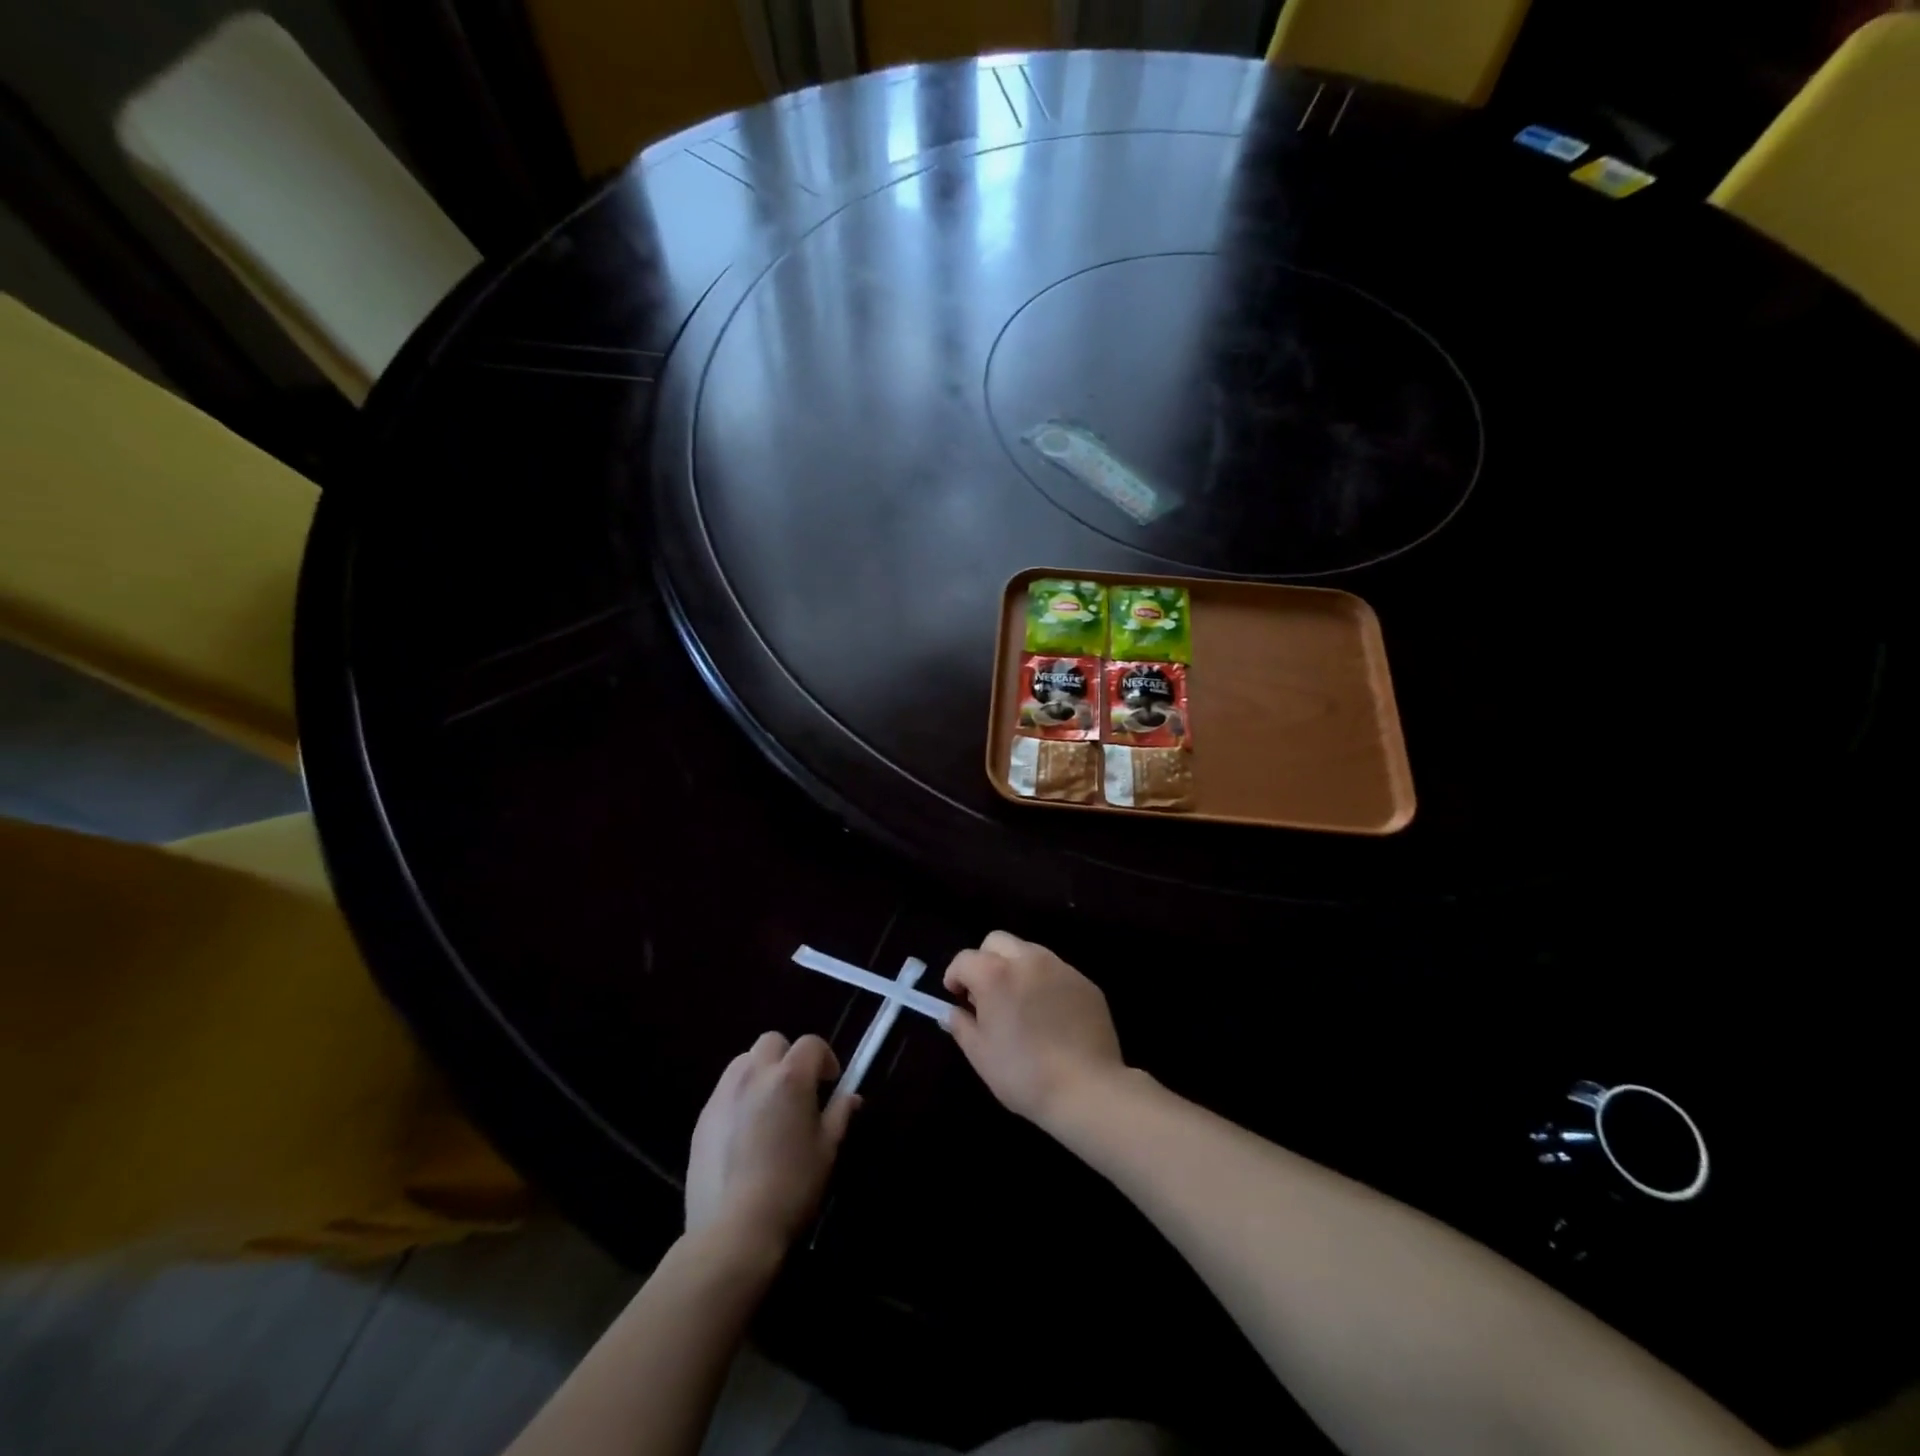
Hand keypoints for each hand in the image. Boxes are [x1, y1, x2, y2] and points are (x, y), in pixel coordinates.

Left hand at [685, 1033, 857, 1257]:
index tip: (830, 1083)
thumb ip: (839, 1115)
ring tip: (769, 1107)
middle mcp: (754, 1074)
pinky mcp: (702, 1119)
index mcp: (790, 1077)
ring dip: (760, 1072)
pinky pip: (724, 1091)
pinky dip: (739, 1097)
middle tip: (798, 1090)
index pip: (811, 1044)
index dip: (825, 1058)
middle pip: (772, 1042)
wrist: (733, 1231)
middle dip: (788, 1057)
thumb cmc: (791, 1187)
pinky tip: (744, 1133)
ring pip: (744, 1062)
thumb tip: (851, 1097)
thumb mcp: (826, 1151)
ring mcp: (723, 1094)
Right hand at [943, 931, 1125, 1127]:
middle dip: (985, 960)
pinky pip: (1057, 971)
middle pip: (997, 941)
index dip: (955, 976)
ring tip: (1020, 1003)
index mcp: (996, 974)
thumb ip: (961, 1025)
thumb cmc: (1023, 1074)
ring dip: (1016, 968)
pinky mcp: (1086, 982)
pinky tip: (1050, 1015)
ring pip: (1029, 951)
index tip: (956, 997)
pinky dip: (1045, 983)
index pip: (965, 959)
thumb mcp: (980, 1055)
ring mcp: (1061, 968)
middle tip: (987, 994)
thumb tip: (953, 1012)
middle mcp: (1028, 960)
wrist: (1086, 1089)